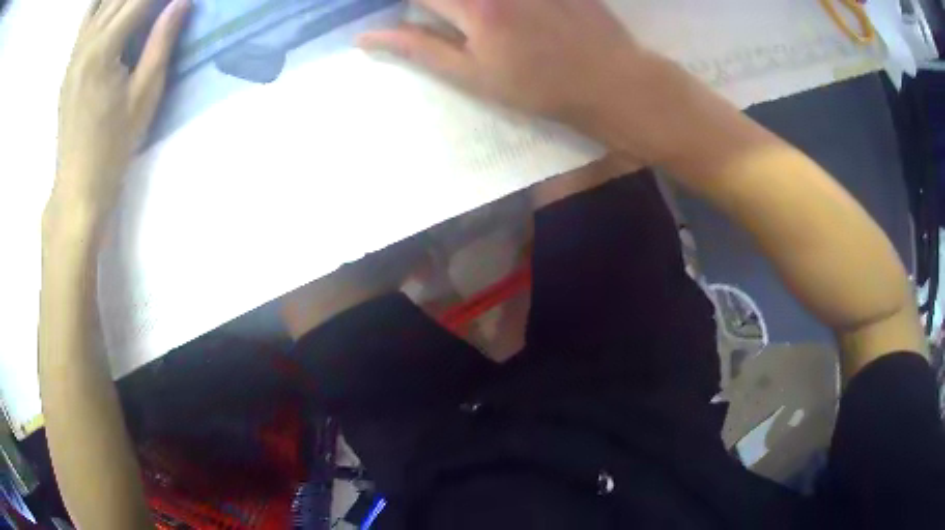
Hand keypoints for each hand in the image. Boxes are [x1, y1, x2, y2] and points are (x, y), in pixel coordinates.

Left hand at [51, 0, 189, 227]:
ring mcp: (74, 54)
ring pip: (101, 3)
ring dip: (120, 0)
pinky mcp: (70, 64)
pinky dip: (103, 5)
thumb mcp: (145, 95)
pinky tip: (113, 9)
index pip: (138, 0)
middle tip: (161, 6)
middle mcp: (85, 43)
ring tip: (139, 9)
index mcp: (102, 50)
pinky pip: (87, 19)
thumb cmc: (113, 146)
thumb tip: (181, 1)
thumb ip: (161, 41)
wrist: (78, 185)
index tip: (177, 1)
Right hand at [359, 0, 683, 162]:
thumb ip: (418, 49)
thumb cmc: (538, 87)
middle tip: (442, 22)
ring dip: (461, 6)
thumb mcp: (472, 76)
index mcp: (473, 6)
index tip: (406, 14)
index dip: (402, 2)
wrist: (610, 80)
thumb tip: (366, 37)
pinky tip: (503, 16)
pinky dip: (492, 4)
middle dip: (433, 4)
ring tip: (472, 25)